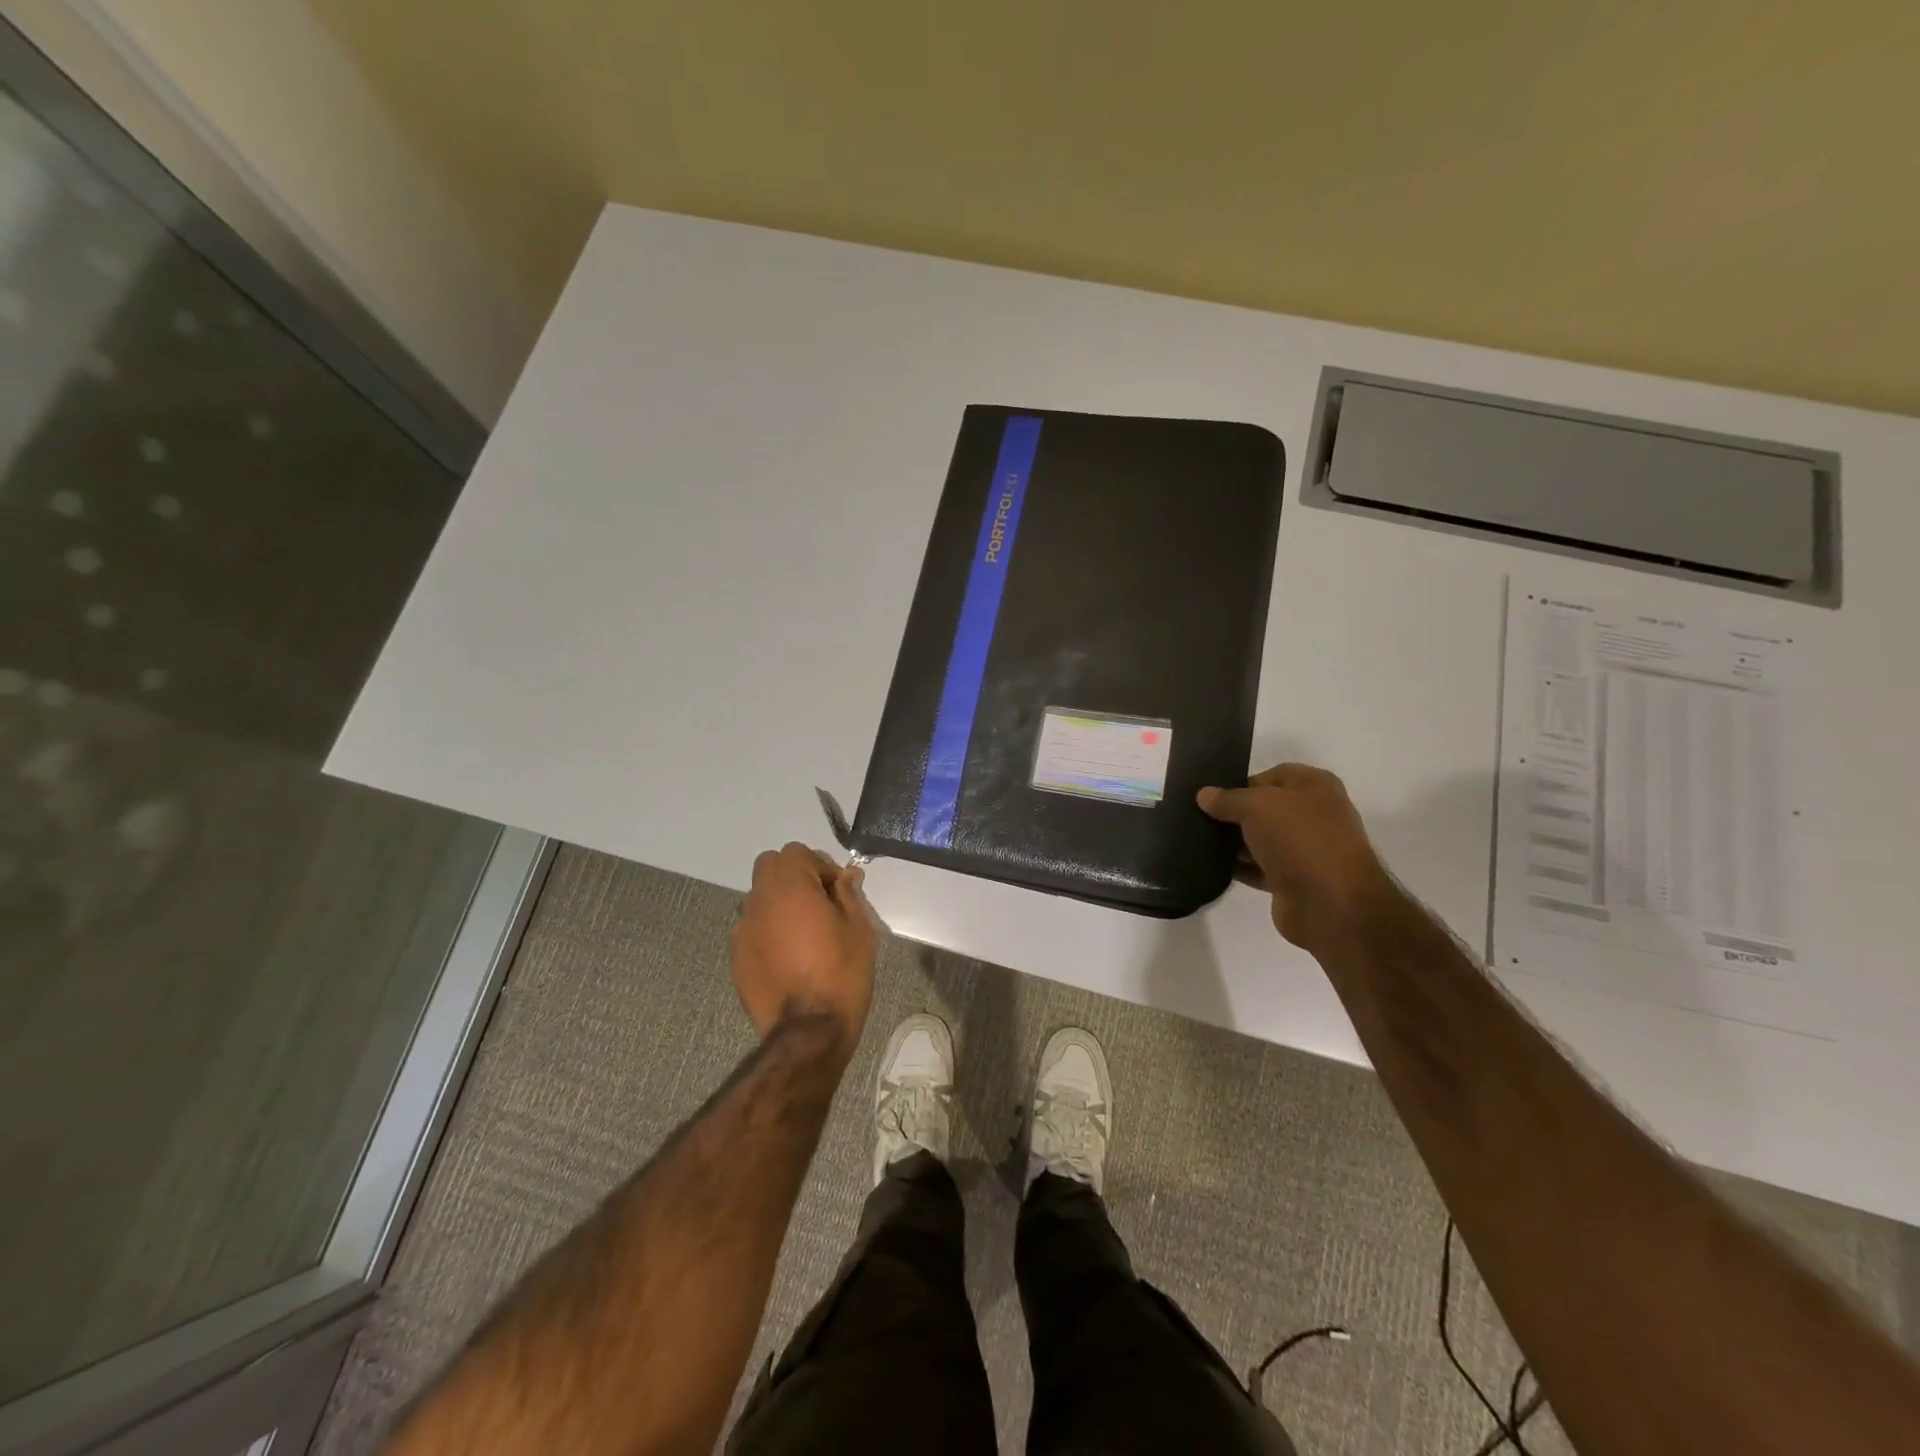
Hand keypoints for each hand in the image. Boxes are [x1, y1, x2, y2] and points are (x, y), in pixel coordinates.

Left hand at [731, 843, 875, 1060]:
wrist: (808, 1032)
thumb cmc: (841, 973)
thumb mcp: (858, 928)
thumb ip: (848, 894)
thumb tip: (845, 876)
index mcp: (789, 887)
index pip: (796, 852)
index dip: (819, 866)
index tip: (837, 892)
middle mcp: (759, 901)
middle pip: (770, 867)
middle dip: (794, 877)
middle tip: (819, 904)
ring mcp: (743, 930)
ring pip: (759, 898)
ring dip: (779, 904)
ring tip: (804, 935)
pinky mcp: (737, 958)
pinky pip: (753, 930)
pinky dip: (769, 932)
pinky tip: (789, 959)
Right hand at [1197, 763, 1394, 948]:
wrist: (1331, 904)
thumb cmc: (1299, 839)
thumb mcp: (1256, 806)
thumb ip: (1227, 799)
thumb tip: (1204, 795)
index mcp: (1316, 786)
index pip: (1272, 775)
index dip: (1241, 783)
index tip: (1211, 796)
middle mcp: (1315, 814)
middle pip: (1266, 808)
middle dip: (1235, 813)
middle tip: (1199, 817)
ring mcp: (1306, 849)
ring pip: (1262, 839)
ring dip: (1235, 842)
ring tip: (1200, 840)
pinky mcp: (1295, 880)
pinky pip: (1260, 867)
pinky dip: (1240, 867)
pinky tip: (1213, 865)